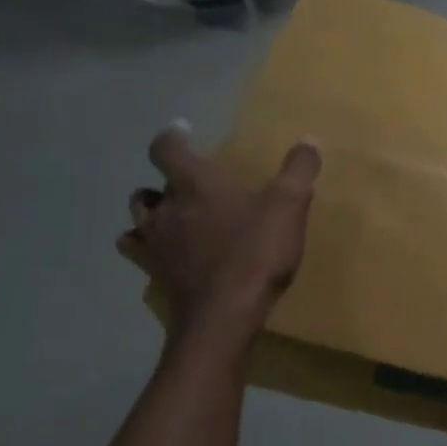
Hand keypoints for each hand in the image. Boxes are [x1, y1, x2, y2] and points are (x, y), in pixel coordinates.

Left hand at [118, 125, 320, 333]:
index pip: (167, 149)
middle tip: (189, 184)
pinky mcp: (154, 274)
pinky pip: (139, 252)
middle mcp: (165, 210)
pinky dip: (147, 246)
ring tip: (175, 216)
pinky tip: (167, 251)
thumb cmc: (256, 252)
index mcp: (194, 185)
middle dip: (164, 182)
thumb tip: (308, 141)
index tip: (182, 130)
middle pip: (147, 188)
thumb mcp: (289, 205)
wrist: (225, 315)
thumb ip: (299, 170)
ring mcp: (154, 245)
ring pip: (137, 219)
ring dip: (152, 213)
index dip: (172, 137)